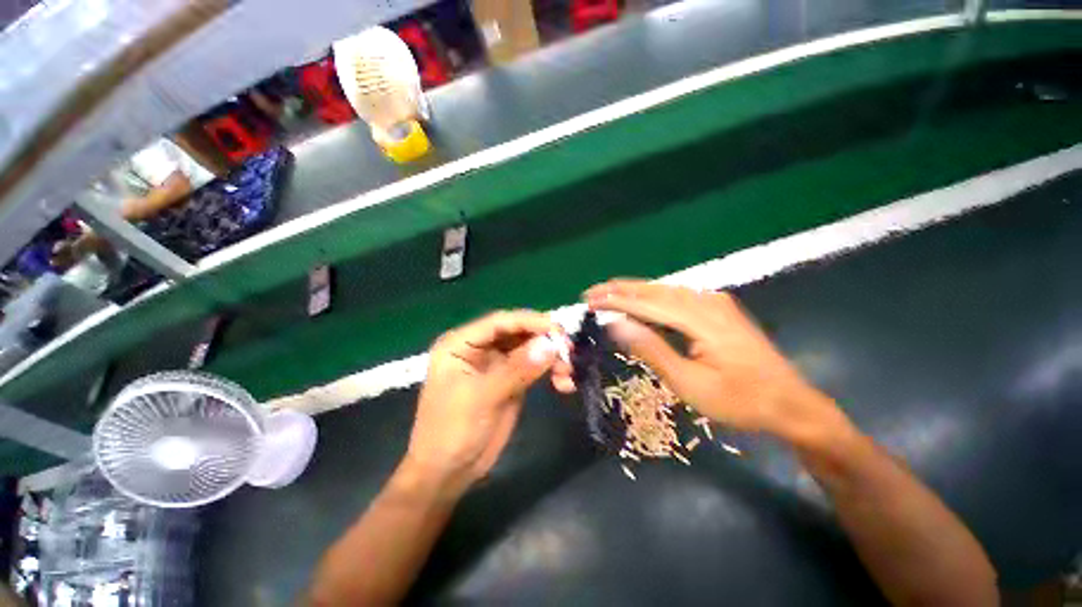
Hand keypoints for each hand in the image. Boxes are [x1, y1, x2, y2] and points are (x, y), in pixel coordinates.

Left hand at [405, 311, 571, 491]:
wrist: (448, 473)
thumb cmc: (451, 432)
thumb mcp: (482, 397)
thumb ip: (517, 369)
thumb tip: (551, 345)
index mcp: (461, 343)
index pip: (500, 322)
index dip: (530, 322)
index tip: (558, 331)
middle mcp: (479, 347)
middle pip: (518, 332)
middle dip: (545, 340)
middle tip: (569, 353)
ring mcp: (497, 363)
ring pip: (530, 348)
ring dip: (551, 357)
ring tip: (568, 374)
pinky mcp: (511, 379)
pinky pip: (534, 366)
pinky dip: (550, 371)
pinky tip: (564, 384)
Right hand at [585, 280, 849, 443]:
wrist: (791, 404)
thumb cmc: (740, 401)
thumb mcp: (690, 383)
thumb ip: (651, 349)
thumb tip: (616, 325)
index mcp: (702, 318)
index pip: (647, 303)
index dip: (615, 301)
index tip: (589, 301)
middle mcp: (707, 301)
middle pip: (654, 290)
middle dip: (619, 290)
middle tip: (591, 293)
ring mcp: (715, 303)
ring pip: (665, 291)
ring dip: (634, 292)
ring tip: (608, 295)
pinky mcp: (718, 309)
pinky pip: (677, 298)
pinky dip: (652, 299)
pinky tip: (640, 303)